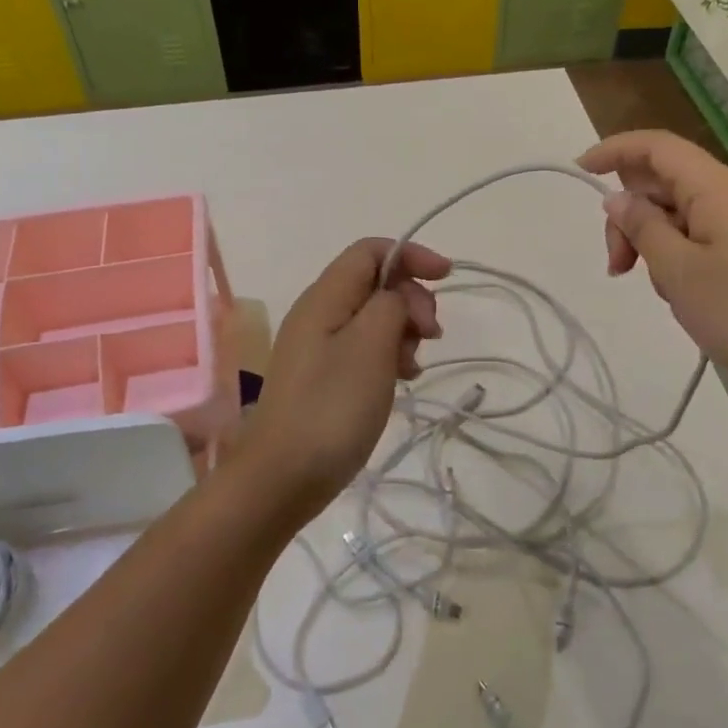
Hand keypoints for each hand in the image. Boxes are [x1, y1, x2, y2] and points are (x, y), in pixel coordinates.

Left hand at [242, 238, 450, 513]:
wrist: (282, 478)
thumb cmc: (331, 407)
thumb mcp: (371, 346)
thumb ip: (390, 305)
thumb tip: (397, 298)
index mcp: (325, 296)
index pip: (370, 250)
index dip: (410, 255)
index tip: (446, 277)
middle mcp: (319, 313)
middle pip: (374, 282)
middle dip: (411, 298)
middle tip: (431, 334)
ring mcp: (318, 346)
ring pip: (373, 316)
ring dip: (403, 330)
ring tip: (414, 366)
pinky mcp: (323, 376)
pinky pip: (363, 347)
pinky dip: (389, 354)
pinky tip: (402, 380)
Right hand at [578, 130, 727, 409]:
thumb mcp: (678, 271)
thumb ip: (642, 228)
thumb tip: (618, 199)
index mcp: (715, 188)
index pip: (657, 147)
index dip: (614, 150)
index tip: (580, 170)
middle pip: (663, 183)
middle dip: (630, 216)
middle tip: (618, 266)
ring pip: (680, 214)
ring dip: (653, 242)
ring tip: (659, 290)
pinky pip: (701, 236)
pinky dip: (678, 256)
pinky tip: (682, 294)